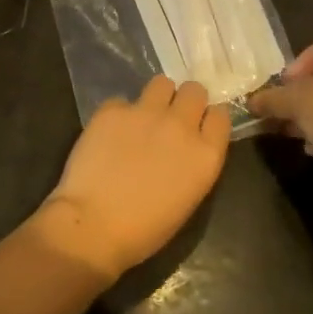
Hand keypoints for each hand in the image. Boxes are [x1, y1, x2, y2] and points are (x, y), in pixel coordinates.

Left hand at [38, 77, 230, 280]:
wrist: (92, 225)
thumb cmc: (143, 230)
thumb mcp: (186, 200)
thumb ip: (192, 164)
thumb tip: (184, 149)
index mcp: (205, 155)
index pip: (220, 116)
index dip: (208, 119)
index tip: (199, 127)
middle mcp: (181, 126)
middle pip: (194, 91)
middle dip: (185, 101)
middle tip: (171, 119)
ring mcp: (146, 113)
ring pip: (162, 83)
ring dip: (157, 97)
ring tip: (143, 117)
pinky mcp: (112, 110)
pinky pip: (122, 101)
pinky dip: (119, 114)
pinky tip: (109, 135)